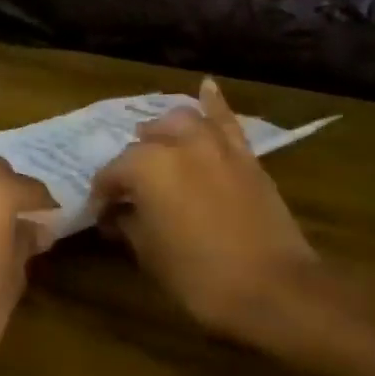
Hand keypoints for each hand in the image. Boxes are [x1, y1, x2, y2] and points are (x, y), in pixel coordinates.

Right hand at [90, 78, 321, 341]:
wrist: (274, 288)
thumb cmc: (200, 277)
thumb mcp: (150, 255)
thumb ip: (129, 225)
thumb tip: (119, 214)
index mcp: (147, 167)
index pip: (111, 174)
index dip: (102, 196)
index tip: (100, 215)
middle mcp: (179, 144)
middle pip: (144, 145)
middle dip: (131, 166)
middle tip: (128, 192)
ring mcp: (216, 145)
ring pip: (182, 122)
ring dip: (164, 131)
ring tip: (156, 143)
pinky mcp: (245, 156)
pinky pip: (227, 122)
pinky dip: (214, 104)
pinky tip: (207, 87)